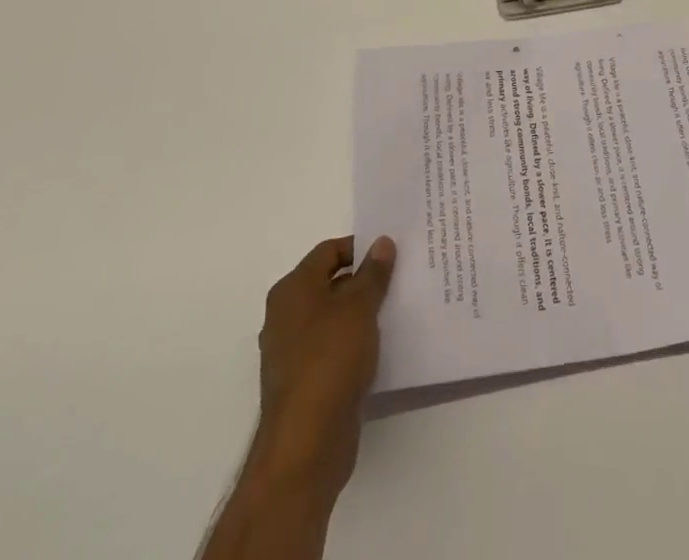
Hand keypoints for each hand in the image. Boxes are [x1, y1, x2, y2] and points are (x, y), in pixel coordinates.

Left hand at [251, 234, 396, 499]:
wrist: (306, 446)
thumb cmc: (330, 361)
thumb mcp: (359, 307)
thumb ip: (373, 273)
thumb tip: (381, 242)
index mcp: (292, 290)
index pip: (328, 252)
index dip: (360, 248)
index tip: (392, 252)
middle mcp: (287, 316)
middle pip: (331, 284)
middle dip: (365, 280)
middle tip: (401, 277)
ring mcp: (294, 352)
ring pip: (335, 318)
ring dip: (363, 313)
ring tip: (399, 308)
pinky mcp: (306, 383)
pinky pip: (335, 349)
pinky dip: (357, 343)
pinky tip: (384, 346)